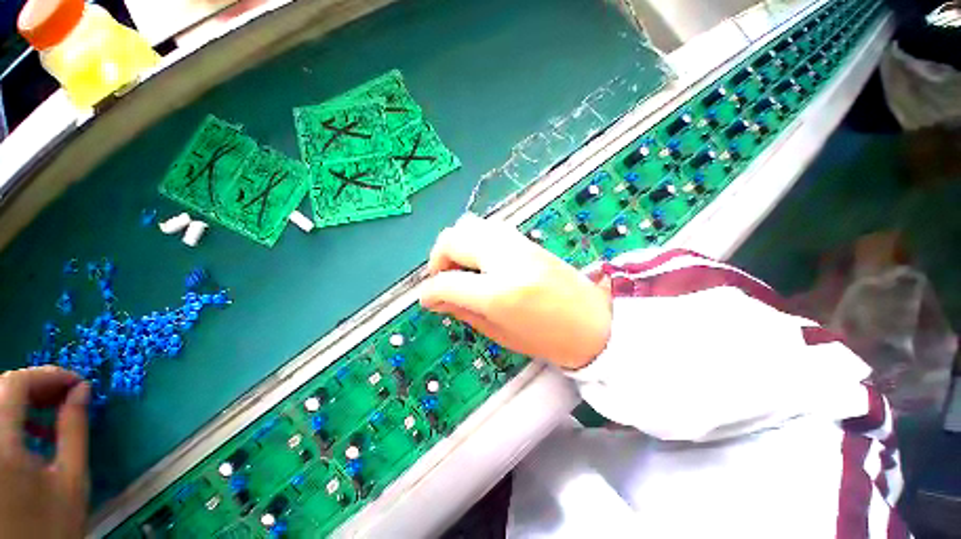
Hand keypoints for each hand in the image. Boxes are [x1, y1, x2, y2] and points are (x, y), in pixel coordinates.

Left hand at [0, 366, 88, 538]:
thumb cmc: (54, 520)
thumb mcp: (72, 478)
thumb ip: (74, 429)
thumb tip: (82, 389)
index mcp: (1, 445)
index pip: (16, 384)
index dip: (47, 375)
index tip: (77, 382)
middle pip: (2, 388)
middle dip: (36, 385)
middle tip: (67, 393)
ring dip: (24, 397)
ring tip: (50, 410)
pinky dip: (12, 413)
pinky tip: (30, 429)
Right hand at [420, 214, 611, 369]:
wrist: (595, 321)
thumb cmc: (549, 339)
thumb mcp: (500, 333)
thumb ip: (463, 312)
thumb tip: (435, 300)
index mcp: (499, 293)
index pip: (447, 282)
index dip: (429, 292)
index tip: (427, 300)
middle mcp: (506, 260)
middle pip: (453, 239)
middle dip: (438, 258)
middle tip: (441, 279)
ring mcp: (518, 244)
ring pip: (468, 226)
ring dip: (455, 245)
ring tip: (459, 268)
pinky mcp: (526, 239)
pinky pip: (488, 228)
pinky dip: (474, 240)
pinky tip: (479, 260)